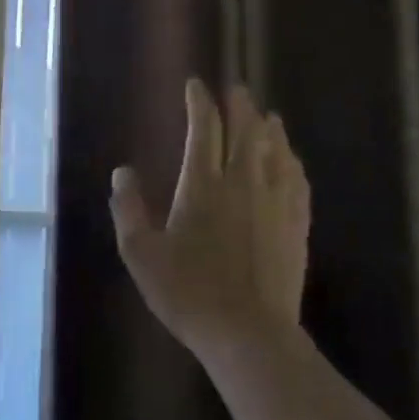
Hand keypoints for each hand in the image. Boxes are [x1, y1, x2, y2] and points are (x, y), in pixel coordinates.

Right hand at [109, 80, 310, 356]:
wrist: (249, 334)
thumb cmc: (188, 294)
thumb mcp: (142, 255)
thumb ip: (128, 209)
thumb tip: (121, 172)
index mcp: (203, 185)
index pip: (205, 129)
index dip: (200, 102)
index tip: (196, 85)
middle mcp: (243, 182)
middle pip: (246, 131)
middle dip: (240, 105)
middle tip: (237, 89)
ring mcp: (275, 202)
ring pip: (276, 150)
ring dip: (270, 128)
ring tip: (267, 115)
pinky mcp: (296, 224)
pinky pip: (297, 180)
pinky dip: (292, 161)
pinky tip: (291, 160)